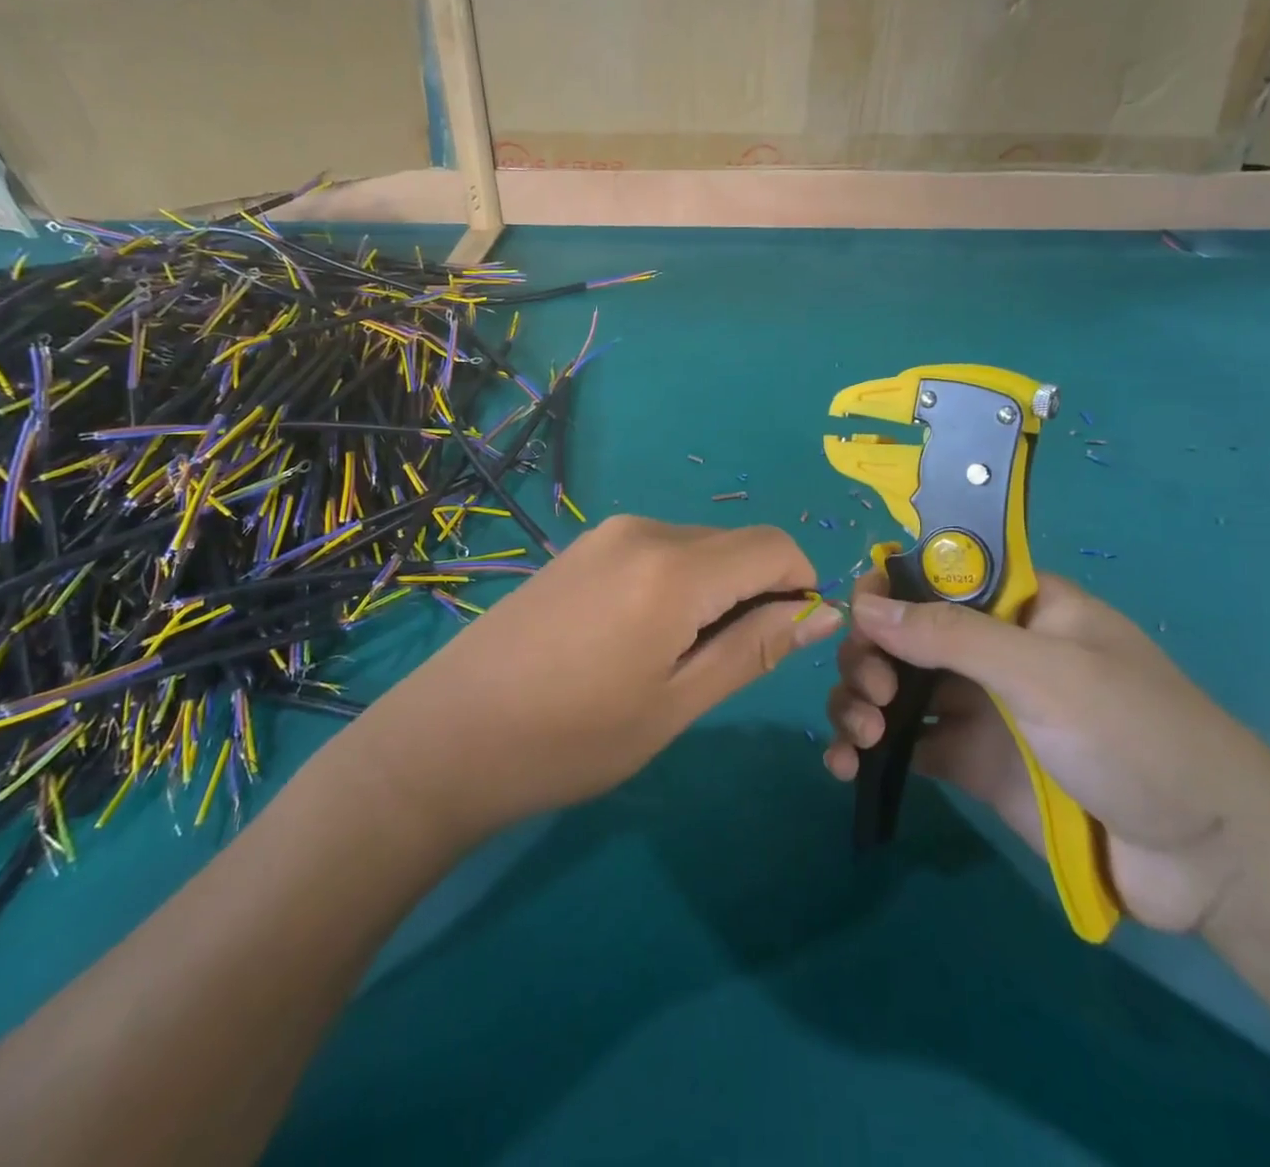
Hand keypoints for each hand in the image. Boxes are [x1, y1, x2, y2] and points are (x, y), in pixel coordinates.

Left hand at [357, 516, 841, 840]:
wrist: (448, 736)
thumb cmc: (571, 738)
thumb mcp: (676, 703)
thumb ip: (754, 648)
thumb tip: (821, 612)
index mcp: (674, 566)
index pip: (776, 546)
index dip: (801, 587)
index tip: (787, 643)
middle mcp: (644, 530)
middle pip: (735, 545)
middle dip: (756, 594)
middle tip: (721, 667)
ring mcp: (606, 535)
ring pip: (697, 549)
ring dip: (714, 594)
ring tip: (672, 662)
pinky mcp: (581, 549)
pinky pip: (657, 553)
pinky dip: (676, 587)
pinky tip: (636, 640)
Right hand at [824, 572, 1269, 932]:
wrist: (1209, 859)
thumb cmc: (1136, 736)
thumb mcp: (1045, 672)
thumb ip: (951, 635)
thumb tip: (863, 604)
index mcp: (1015, 607)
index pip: (933, 577)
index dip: (888, 590)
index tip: (860, 618)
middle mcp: (989, 649)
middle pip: (901, 633)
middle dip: (870, 655)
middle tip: (873, 692)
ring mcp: (977, 707)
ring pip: (892, 687)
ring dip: (857, 699)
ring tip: (859, 735)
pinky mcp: (969, 762)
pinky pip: (903, 744)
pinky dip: (866, 750)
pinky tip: (846, 767)